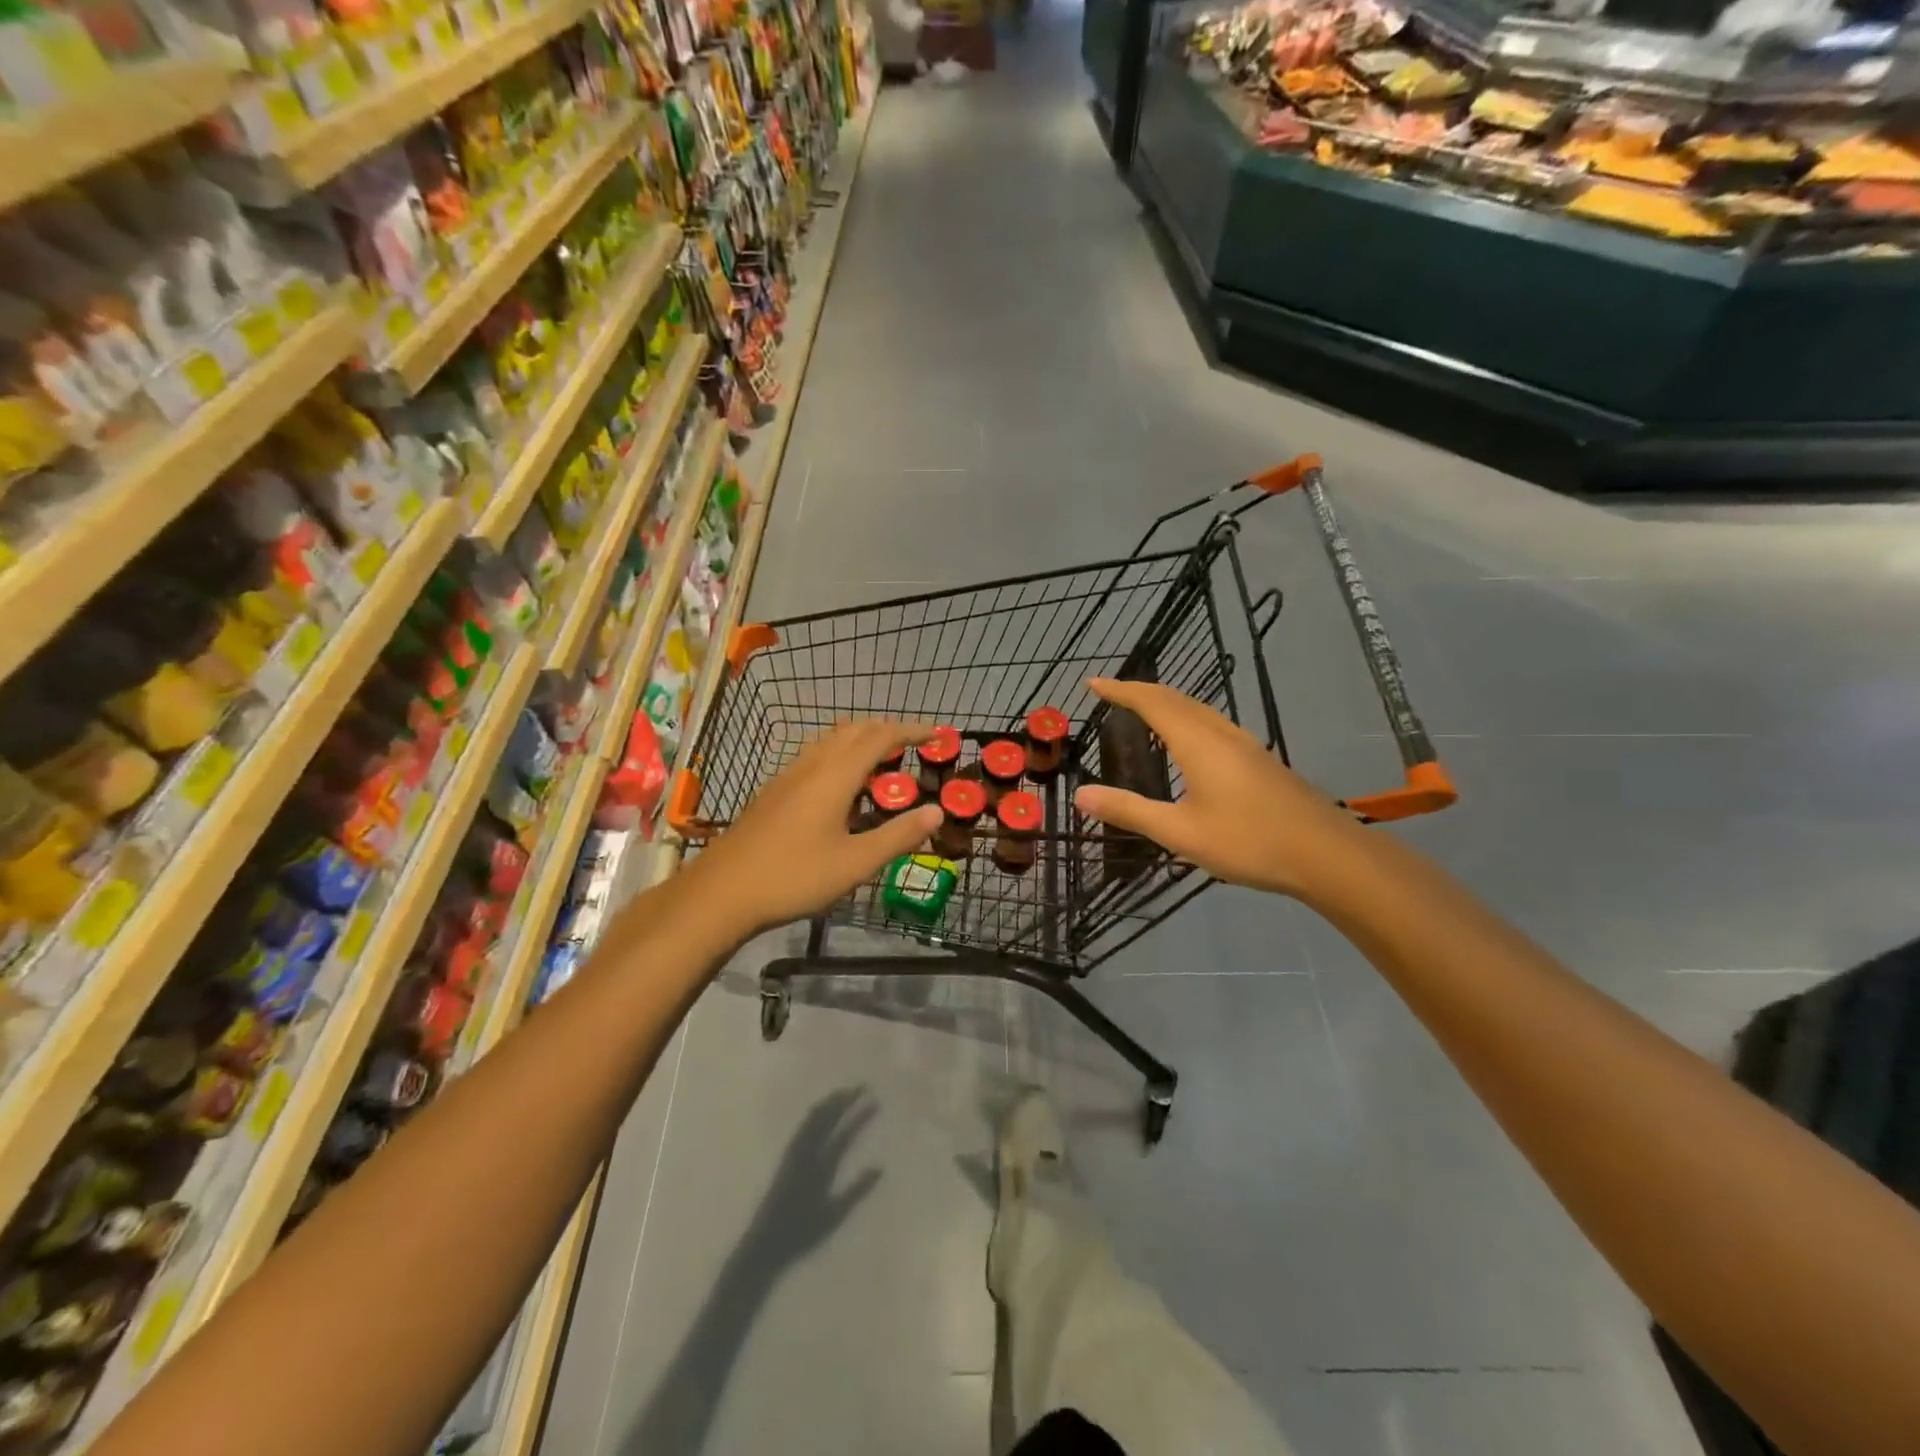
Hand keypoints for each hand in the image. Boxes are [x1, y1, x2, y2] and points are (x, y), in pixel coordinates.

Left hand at [683, 720, 943, 933]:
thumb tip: (936, 812)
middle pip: (853, 730)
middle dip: (887, 730)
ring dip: (860, 741)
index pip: (880, 737)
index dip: (910, 731)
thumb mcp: (855, 863)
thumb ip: (898, 836)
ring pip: (830, 741)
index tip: (937, 734)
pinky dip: (840, 756)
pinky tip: (841, 788)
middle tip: (913, 746)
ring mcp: (787, 777)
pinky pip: (815, 757)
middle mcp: (811, 765)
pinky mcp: (773, 792)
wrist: (722, 892)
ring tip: (882, 763)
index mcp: (835, 776)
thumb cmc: (794, 877)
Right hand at [1072, 678, 1365, 900]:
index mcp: (1198, 743)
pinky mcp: (1260, 760)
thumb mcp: (1180, 833)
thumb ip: (1130, 811)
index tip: (1094, 684)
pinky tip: (1189, 740)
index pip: (1152, 703)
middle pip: (1177, 699)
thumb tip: (1081, 795)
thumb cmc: (1249, 841)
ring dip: (1167, 702)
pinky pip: (1213, 723)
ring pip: (1199, 709)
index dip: (1122, 691)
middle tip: (1112, 692)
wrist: (1327, 855)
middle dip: (1141, 691)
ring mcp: (1246, 745)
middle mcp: (1221, 734)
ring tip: (1144, 709)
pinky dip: (1187, 718)